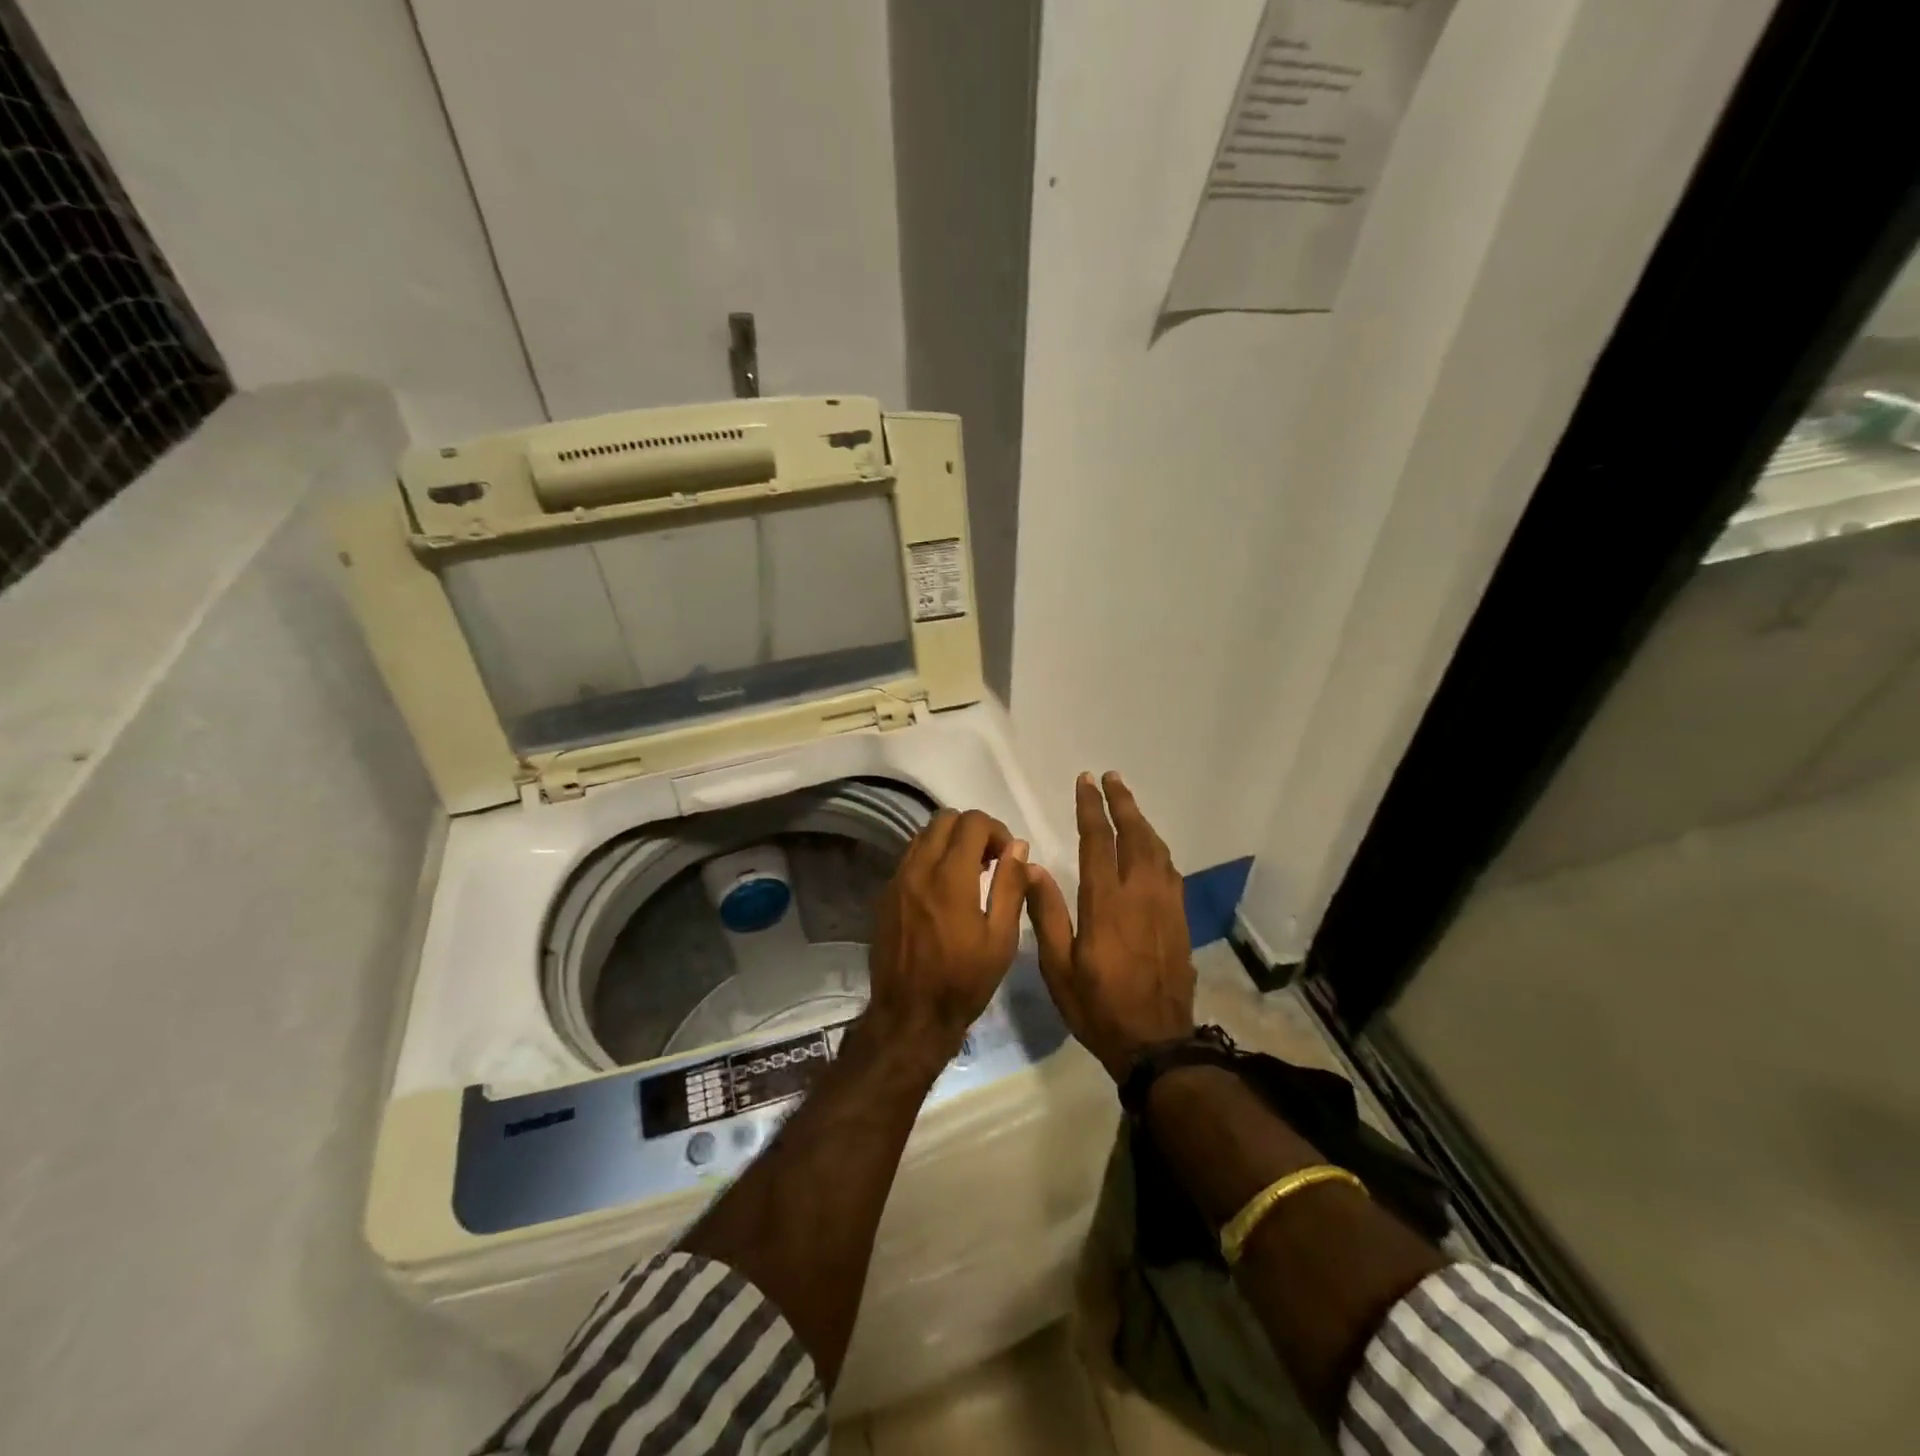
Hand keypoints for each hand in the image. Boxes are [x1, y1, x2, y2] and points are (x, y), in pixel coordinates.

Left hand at [867, 808, 1030, 1060]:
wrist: (910, 1014)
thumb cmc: (964, 980)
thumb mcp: (1001, 938)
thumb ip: (1010, 886)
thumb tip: (1018, 847)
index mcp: (951, 877)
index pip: (972, 822)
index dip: (996, 830)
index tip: (1007, 856)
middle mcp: (919, 868)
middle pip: (944, 819)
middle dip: (972, 830)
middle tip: (989, 860)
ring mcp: (897, 880)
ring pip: (923, 835)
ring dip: (949, 841)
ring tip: (968, 873)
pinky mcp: (885, 894)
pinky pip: (909, 857)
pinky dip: (930, 858)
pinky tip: (943, 889)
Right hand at [1026, 772, 1194, 1080]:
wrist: (1156, 1043)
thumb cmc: (1097, 1006)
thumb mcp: (1058, 967)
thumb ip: (1046, 913)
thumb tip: (1032, 866)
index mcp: (1106, 903)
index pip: (1099, 841)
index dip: (1091, 808)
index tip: (1086, 781)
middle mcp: (1140, 894)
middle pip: (1135, 835)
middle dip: (1122, 803)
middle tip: (1111, 778)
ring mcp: (1165, 906)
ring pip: (1157, 850)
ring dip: (1142, 822)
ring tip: (1128, 805)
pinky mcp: (1180, 920)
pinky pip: (1170, 871)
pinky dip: (1157, 849)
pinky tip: (1151, 849)